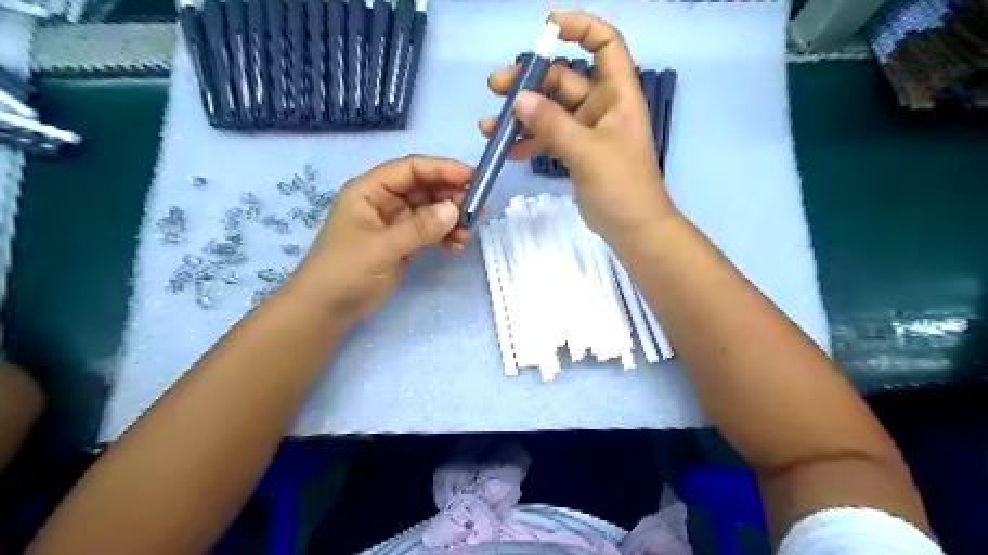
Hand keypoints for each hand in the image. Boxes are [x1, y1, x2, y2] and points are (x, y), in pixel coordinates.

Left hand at [288, 155, 472, 322]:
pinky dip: (444, 236)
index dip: (443, 169)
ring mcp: (395, 223)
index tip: (473, 178)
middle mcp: (384, 201)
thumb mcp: (382, 247)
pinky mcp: (403, 243)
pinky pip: (430, 232)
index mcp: (371, 190)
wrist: (327, 309)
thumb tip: (455, 210)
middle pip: (425, 188)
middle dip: (452, 196)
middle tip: (478, 210)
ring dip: (451, 219)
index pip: (411, 169)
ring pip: (431, 211)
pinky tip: (457, 246)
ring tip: (468, 233)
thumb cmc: (345, 270)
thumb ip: (420, 227)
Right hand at [481, 11, 679, 241]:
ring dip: (522, 115)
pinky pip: (548, 137)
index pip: (606, 45)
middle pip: (564, 79)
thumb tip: (519, 99)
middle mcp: (602, 106)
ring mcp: (587, 131)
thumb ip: (553, 124)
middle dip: (530, 82)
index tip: (548, 28)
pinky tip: (506, 150)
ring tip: (490, 126)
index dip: (581, 28)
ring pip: (551, 111)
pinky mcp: (576, 153)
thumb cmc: (621, 185)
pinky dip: (529, 141)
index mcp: (617, 94)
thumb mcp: (587, 151)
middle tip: (496, 87)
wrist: (632, 228)